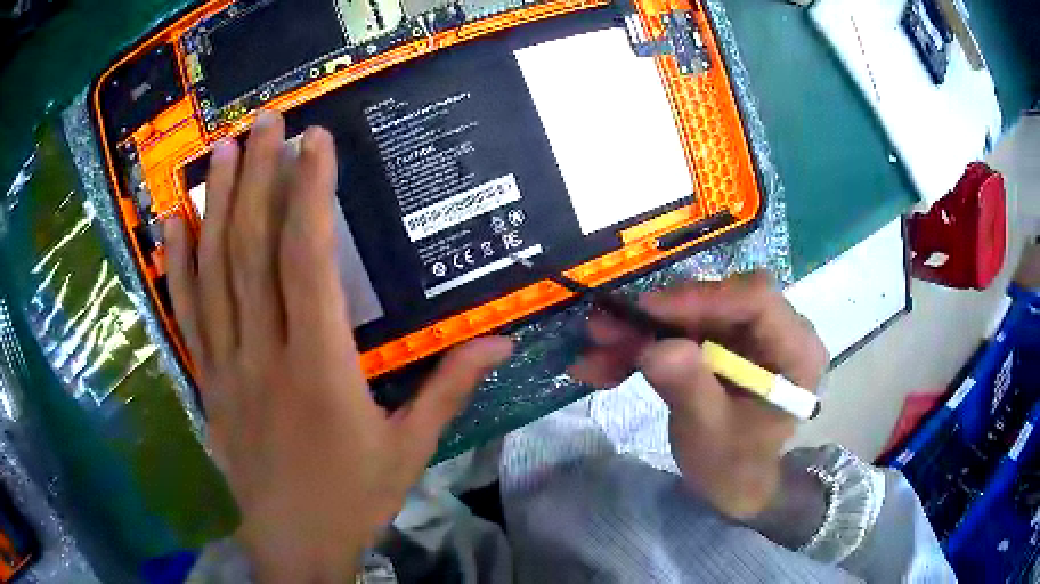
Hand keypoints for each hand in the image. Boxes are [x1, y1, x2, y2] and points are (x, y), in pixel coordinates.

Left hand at [164, 111, 511, 581]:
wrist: (294, 544)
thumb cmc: (353, 498)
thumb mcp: (410, 449)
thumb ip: (449, 387)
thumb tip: (500, 341)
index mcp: (319, 370)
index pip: (307, 263)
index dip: (309, 196)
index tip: (315, 143)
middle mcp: (264, 355)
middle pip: (252, 252)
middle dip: (259, 178)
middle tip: (264, 123)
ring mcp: (226, 367)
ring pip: (213, 273)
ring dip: (216, 206)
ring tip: (222, 152)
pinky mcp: (207, 382)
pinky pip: (188, 314)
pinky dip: (178, 265)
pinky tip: (174, 223)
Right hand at [570, 272, 826, 518]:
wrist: (733, 486)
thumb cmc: (734, 467)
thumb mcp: (710, 434)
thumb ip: (690, 390)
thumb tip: (655, 348)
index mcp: (795, 350)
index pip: (756, 300)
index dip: (702, 298)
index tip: (647, 311)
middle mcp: (775, 331)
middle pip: (717, 302)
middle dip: (658, 317)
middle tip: (604, 329)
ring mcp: (746, 336)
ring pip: (691, 315)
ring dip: (640, 333)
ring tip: (595, 351)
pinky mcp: (721, 344)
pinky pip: (681, 334)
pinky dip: (642, 348)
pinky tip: (604, 366)